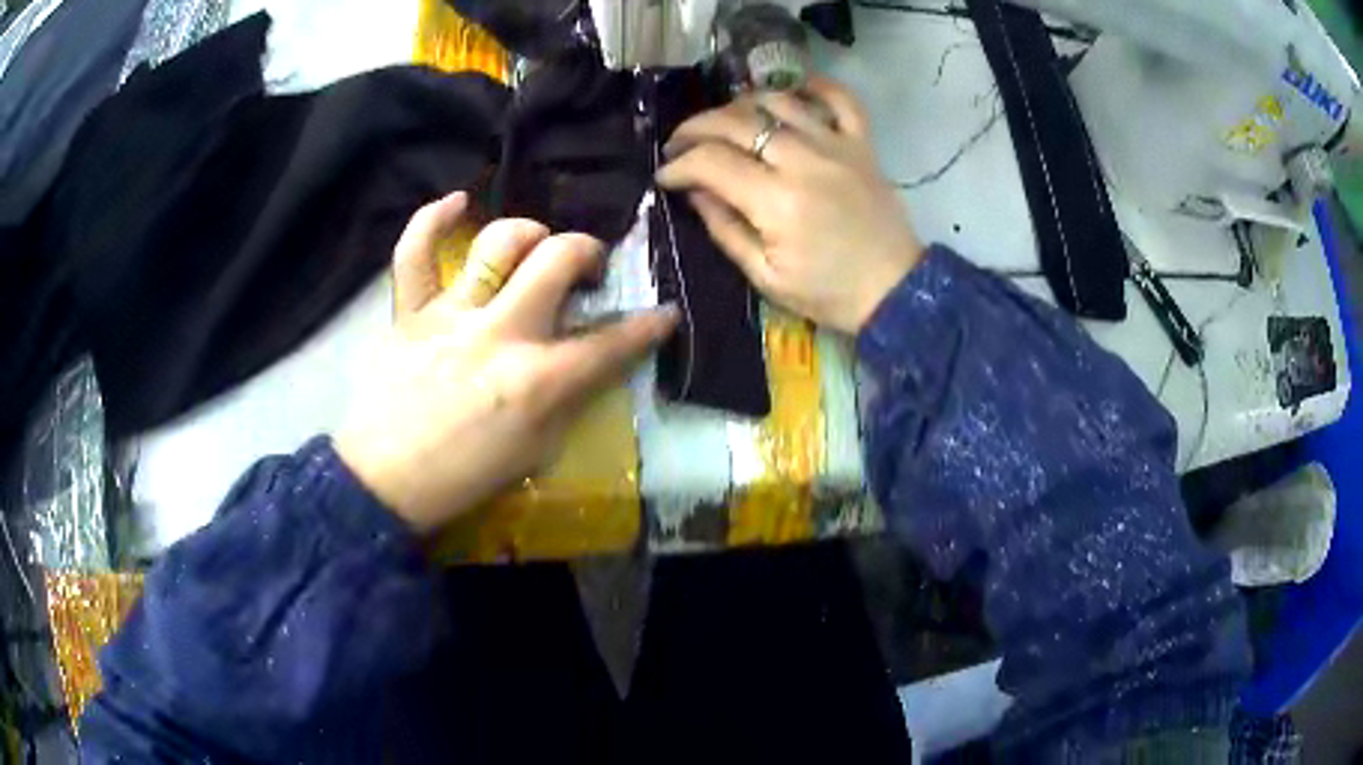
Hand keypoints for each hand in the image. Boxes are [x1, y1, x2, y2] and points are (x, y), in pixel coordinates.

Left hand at [335, 192, 678, 533]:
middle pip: (558, 260)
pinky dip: (433, 218)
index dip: (648, 326)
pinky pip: (415, 251)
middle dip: (588, 252)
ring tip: (537, 245)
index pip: (611, 342)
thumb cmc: (468, 476)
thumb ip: (570, 398)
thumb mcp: (539, 451)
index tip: (663, 315)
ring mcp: (451, 315)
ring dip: (529, 233)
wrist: (388, 482)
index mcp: (539, 380)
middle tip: (588, 269)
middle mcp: (501, 333)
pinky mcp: (411, 311)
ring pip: (498, 243)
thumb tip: (591, 362)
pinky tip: (458, 202)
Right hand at [656, 76, 922, 334]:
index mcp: (777, 201)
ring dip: (741, 105)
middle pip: (737, 122)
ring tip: (725, 123)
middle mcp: (804, 161)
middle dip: (696, 128)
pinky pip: (840, 100)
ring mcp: (837, 146)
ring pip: (778, 101)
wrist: (895, 291)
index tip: (665, 175)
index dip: (679, 165)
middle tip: (680, 144)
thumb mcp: (766, 276)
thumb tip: (694, 191)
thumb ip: (725, 229)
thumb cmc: (828, 293)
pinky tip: (792, 90)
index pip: (712, 162)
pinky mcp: (862, 145)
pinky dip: (815, 87)